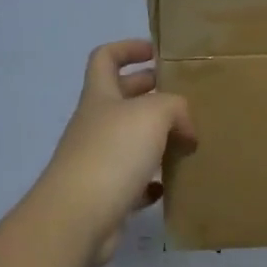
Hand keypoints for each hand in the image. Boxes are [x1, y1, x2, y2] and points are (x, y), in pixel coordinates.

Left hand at [28, 39, 195, 266]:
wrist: (78, 218)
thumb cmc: (112, 153)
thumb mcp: (153, 114)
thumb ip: (176, 108)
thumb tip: (185, 129)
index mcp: (100, 96)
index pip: (105, 58)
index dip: (128, 48)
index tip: (156, 53)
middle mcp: (96, 124)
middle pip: (122, 98)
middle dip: (151, 92)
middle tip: (185, 98)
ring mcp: (98, 160)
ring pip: (130, 140)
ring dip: (157, 138)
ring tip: (188, 140)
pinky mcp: (106, 195)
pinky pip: (133, 181)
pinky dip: (152, 180)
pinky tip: (171, 184)